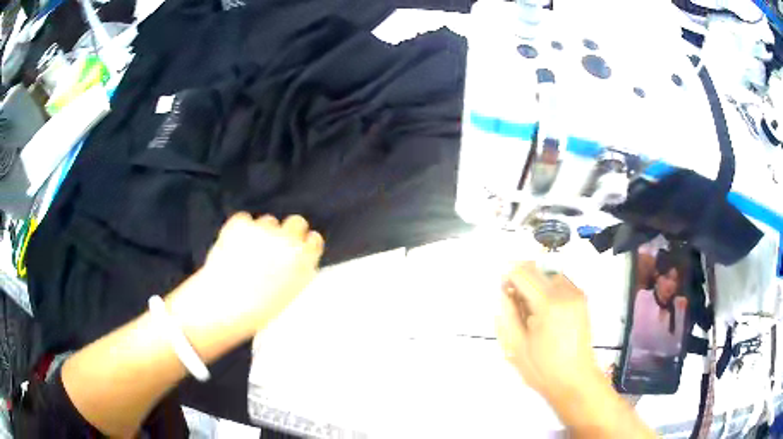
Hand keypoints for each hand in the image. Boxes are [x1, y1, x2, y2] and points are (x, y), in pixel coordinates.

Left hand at [167, 213, 323, 359]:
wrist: (224, 306)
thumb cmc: (258, 312)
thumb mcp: (290, 296)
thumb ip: (297, 274)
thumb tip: (294, 263)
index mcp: (305, 260)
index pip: (314, 240)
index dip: (303, 246)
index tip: (295, 252)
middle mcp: (288, 240)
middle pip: (296, 222)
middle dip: (287, 232)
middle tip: (274, 246)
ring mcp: (264, 229)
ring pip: (268, 221)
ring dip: (262, 232)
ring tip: (247, 252)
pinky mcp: (240, 223)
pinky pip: (243, 220)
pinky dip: (239, 230)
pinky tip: (231, 246)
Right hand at [496, 262, 599, 400]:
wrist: (574, 380)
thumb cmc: (542, 368)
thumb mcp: (516, 345)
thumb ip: (507, 313)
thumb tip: (503, 291)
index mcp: (548, 303)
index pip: (523, 273)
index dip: (508, 276)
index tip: (501, 289)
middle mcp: (565, 292)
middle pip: (537, 267)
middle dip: (521, 278)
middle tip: (512, 300)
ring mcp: (576, 294)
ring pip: (549, 272)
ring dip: (535, 282)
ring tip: (528, 308)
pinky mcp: (582, 300)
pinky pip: (560, 282)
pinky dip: (547, 288)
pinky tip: (543, 309)